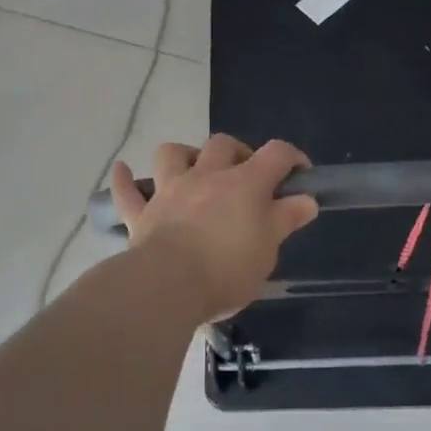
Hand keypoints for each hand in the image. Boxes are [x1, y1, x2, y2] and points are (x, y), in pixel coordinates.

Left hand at [109, 135, 318, 320]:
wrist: (169, 285)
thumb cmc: (228, 268)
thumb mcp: (269, 248)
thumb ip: (286, 218)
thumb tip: (306, 199)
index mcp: (244, 183)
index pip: (276, 154)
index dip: (292, 158)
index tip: (300, 175)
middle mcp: (206, 176)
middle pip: (222, 144)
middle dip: (238, 152)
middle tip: (246, 176)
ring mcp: (169, 191)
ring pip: (172, 154)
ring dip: (184, 156)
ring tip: (192, 170)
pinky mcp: (141, 214)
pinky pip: (127, 192)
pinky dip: (125, 181)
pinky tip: (123, 172)